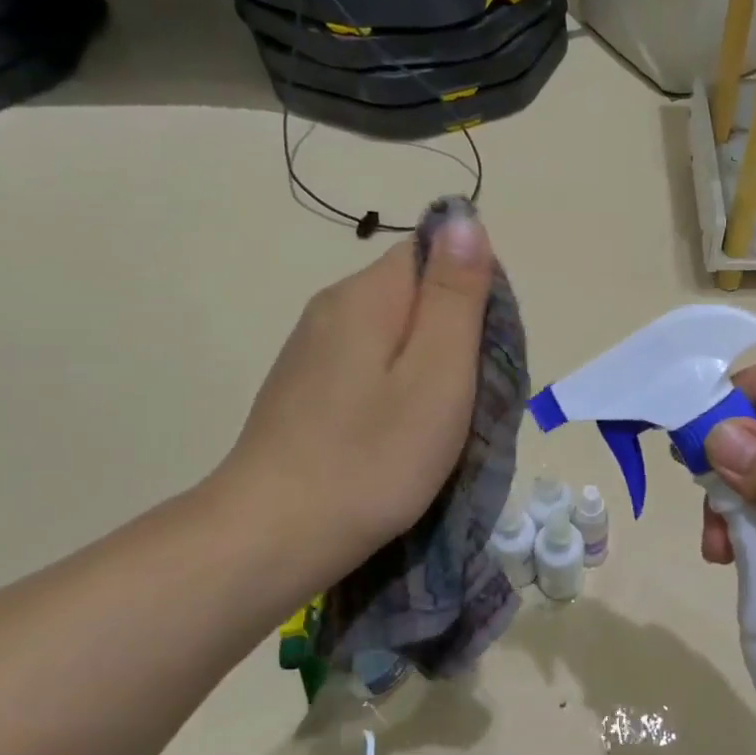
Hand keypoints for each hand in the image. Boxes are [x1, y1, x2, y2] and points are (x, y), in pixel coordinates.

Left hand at [209, 213, 494, 601]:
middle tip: (466, 395)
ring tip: (434, 420)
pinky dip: (394, 386)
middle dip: (452, 333)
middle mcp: (332, 307)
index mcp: (367, 295)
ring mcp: (311, 349)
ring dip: (425, 363)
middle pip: (414, 292)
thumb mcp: (438, 373)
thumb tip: (463, 217)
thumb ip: (455, 294)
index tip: (483, 351)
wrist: (272, 537)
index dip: (471, 293)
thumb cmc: (373, 456)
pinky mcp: (303, 386)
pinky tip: (394, 431)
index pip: (433, 252)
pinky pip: (367, 363)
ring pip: (392, 331)